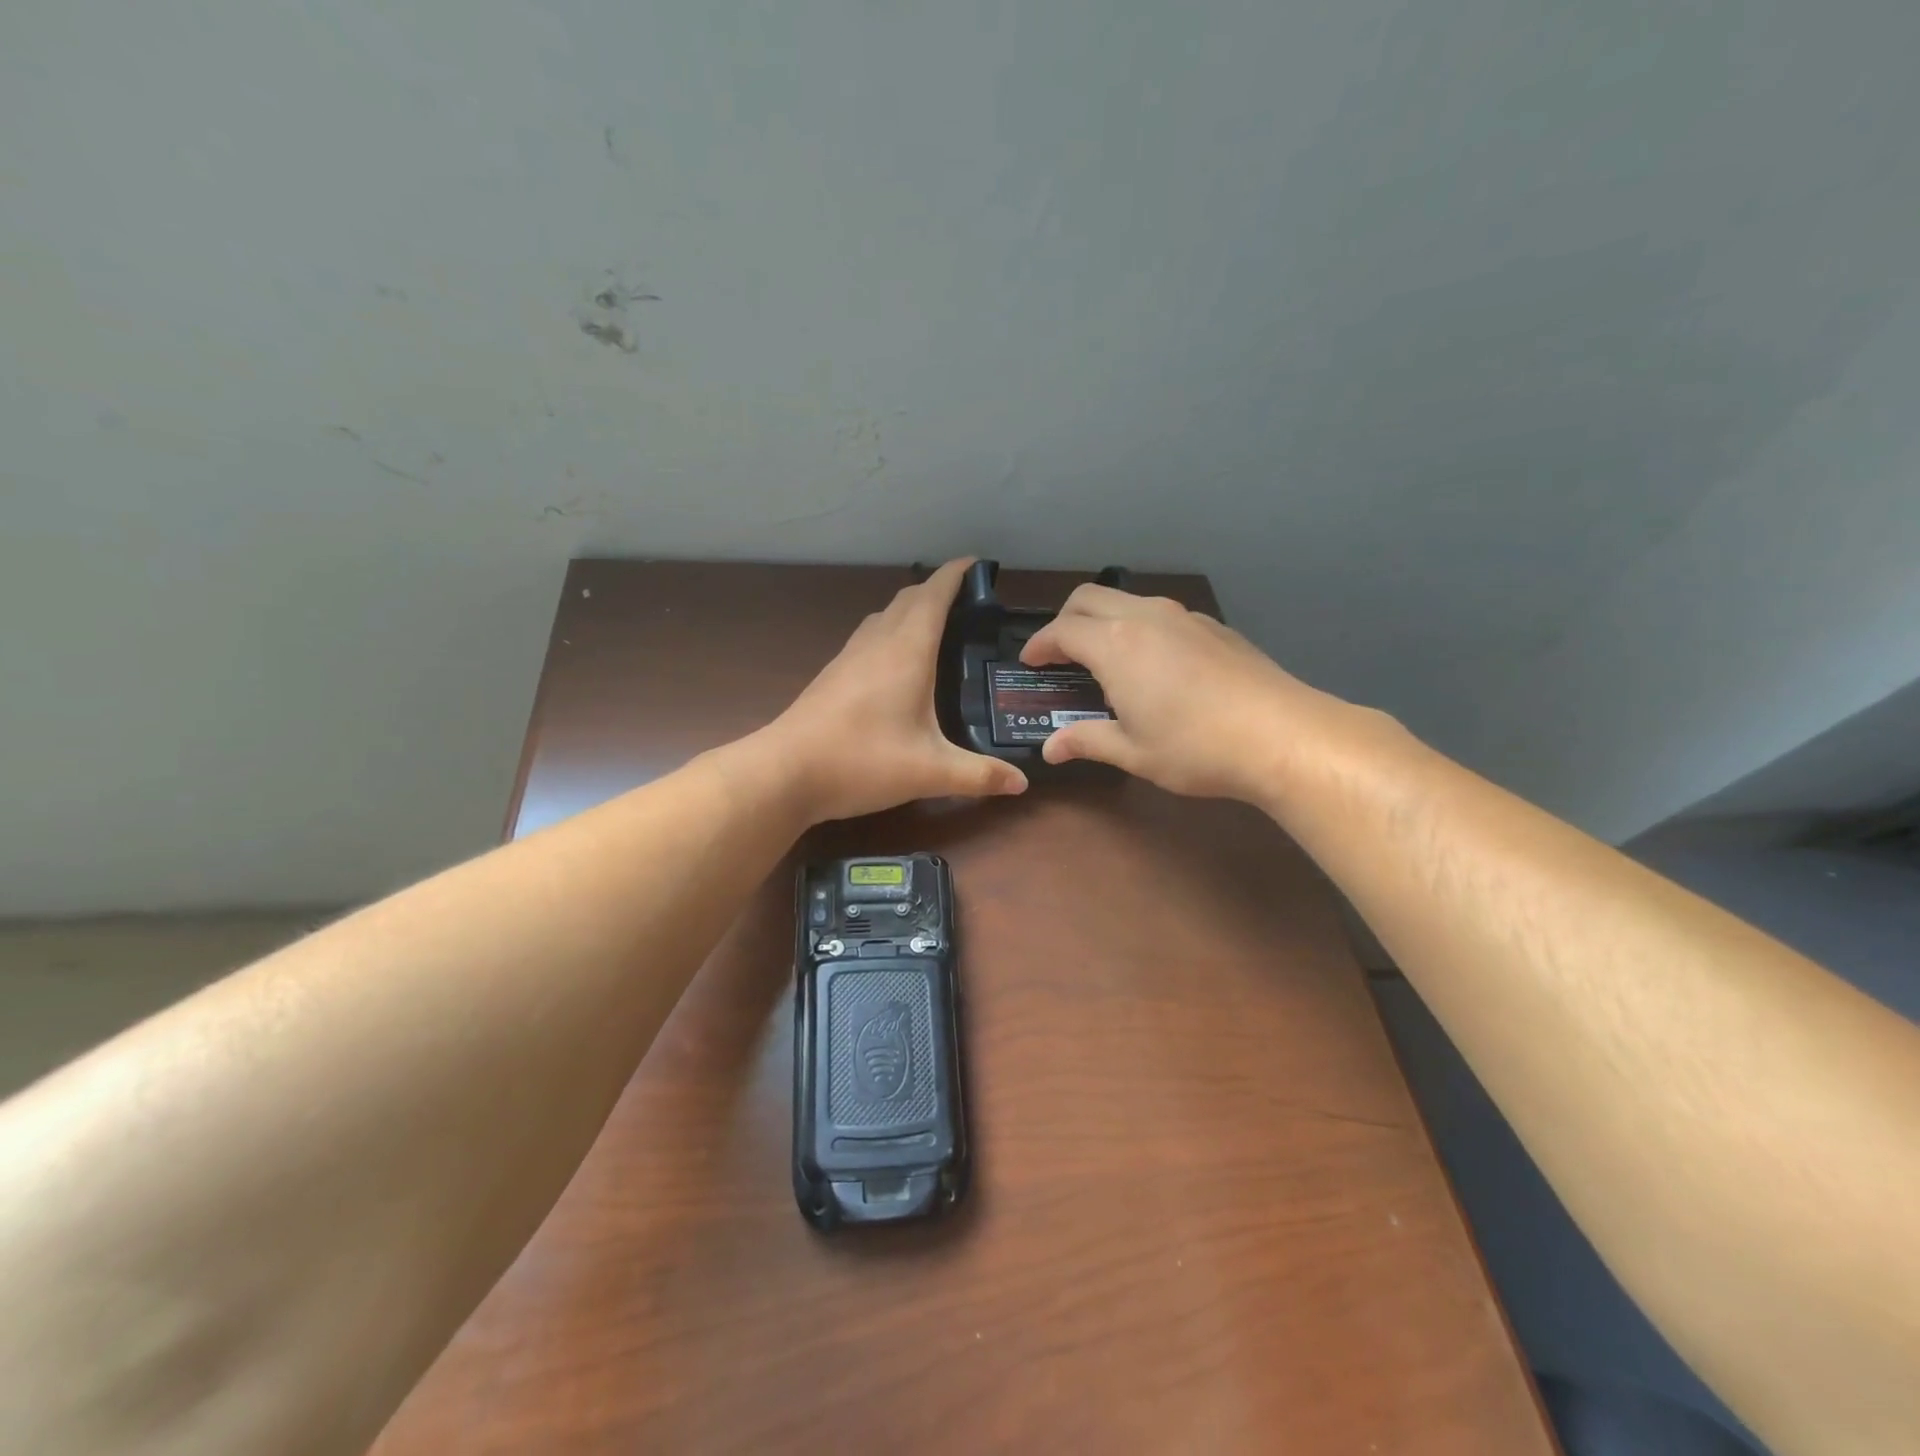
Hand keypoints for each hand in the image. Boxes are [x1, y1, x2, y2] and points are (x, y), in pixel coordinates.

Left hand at [769, 558, 1028, 821]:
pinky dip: (891, 632)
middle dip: (937, 590)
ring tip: (936, 627)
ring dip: (911, 609)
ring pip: (884, 616)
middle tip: (968, 604)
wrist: (785, 773)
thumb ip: (979, 775)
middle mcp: (877, 643)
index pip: (934, 595)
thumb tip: (1022, 783)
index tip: (977, 564)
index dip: (956, 574)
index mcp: (906, 651)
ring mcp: (849, 656)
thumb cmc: (862, 761)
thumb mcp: (930, 772)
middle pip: (908, 599)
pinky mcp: (832, 675)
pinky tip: (896, 663)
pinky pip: (869, 637)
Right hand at [1019, 586, 1361, 803]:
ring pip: (1127, 599)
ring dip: (1104, 619)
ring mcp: (1183, 617)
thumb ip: (1086, 741)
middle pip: (1089, 597)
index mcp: (1115, 645)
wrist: (1282, 735)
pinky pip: (1161, 613)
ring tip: (1104, 655)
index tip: (1030, 661)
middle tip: (1060, 652)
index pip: (1061, 631)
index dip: (1039, 645)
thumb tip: (1050, 749)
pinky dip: (1139, 626)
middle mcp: (1145, 617)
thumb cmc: (1195, 747)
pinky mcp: (1213, 626)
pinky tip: (1154, 662)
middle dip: (1065, 619)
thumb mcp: (1132, 752)